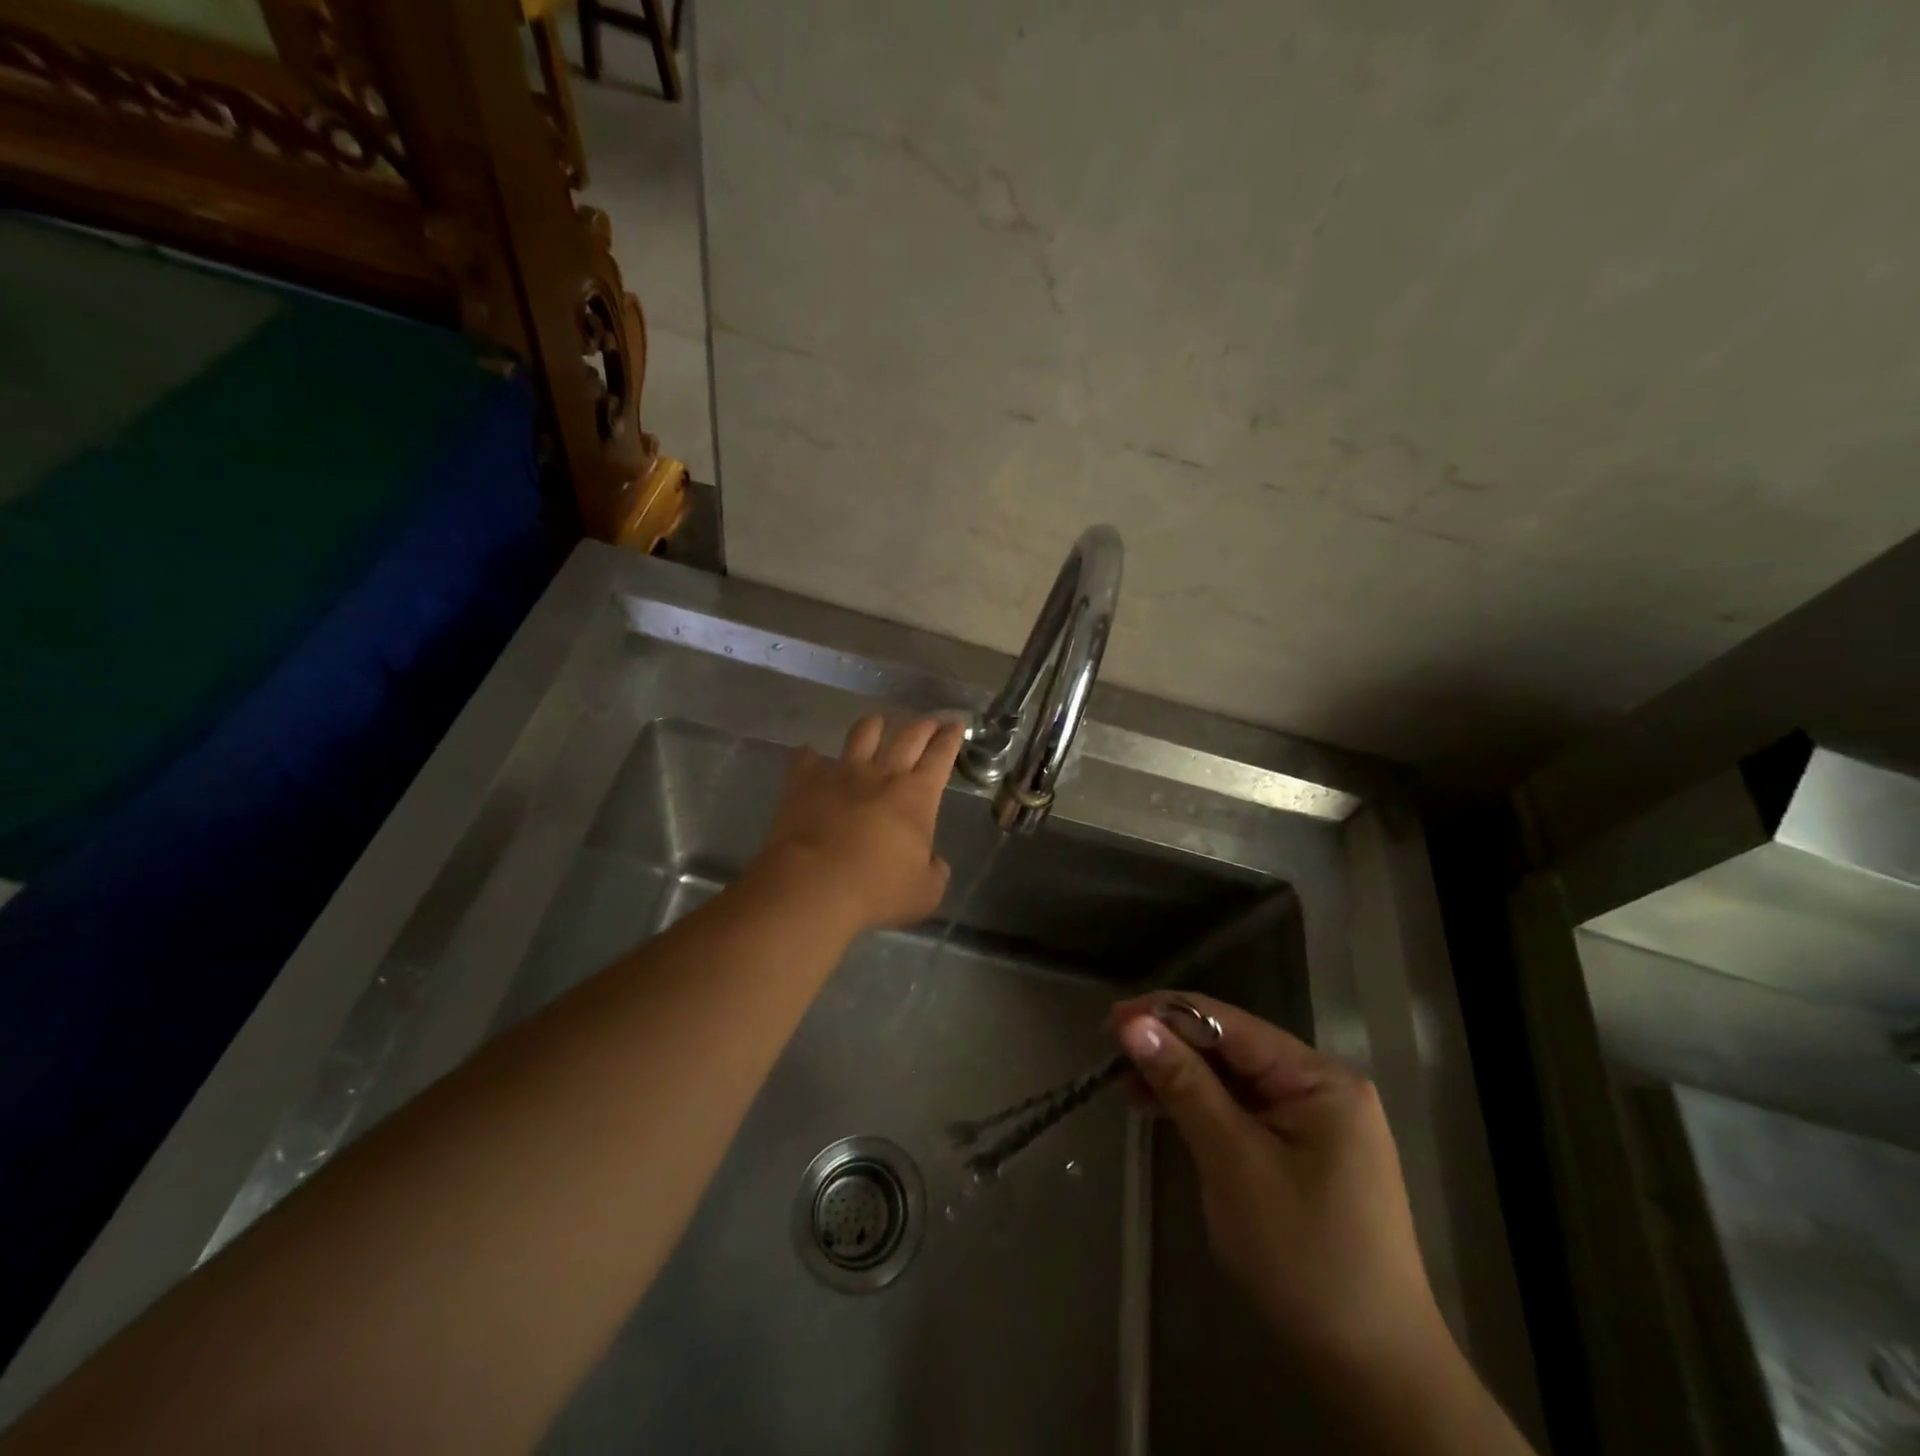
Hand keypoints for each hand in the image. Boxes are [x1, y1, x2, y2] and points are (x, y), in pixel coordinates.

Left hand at [750, 714, 962, 933]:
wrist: (813, 885)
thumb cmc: (877, 890)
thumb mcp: (925, 892)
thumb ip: (934, 871)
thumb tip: (932, 861)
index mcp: (917, 796)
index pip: (941, 756)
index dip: (951, 738)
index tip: (956, 725)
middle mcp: (883, 774)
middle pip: (908, 736)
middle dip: (924, 725)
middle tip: (930, 721)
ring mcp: (841, 773)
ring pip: (863, 733)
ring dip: (873, 726)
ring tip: (877, 725)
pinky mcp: (805, 781)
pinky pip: (807, 758)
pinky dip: (811, 756)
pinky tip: (810, 757)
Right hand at [1110, 993, 1445, 1378]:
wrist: (1373, 1368)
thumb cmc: (1302, 1256)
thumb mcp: (1232, 1161)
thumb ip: (1184, 1083)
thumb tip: (1133, 1023)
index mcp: (1318, 1078)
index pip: (1229, 1024)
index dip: (1165, 1014)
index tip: (1110, 1022)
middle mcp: (1321, 1085)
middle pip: (1232, 1047)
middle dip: (1171, 1047)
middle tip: (1111, 1057)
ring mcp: (1317, 1119)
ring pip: (1234, 1078)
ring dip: (1181, 1078)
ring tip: (1128, 1088)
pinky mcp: (1305, 1150)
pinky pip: (1245, 1110)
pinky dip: (1203, 1108)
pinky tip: (1166, 1111)